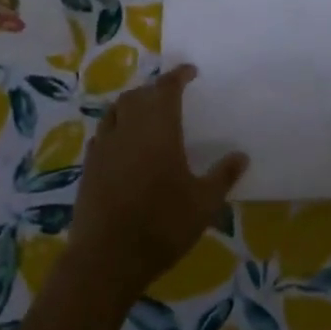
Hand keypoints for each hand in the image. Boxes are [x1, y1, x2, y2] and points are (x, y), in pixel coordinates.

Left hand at [69, 64, 247, 298]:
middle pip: (138, 95)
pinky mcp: (88, 166)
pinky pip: (102, 134)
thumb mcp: (203, 204)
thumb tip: (242, 155)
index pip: (167, 88)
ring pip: (116, 111)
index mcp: (158, 129)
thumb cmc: (162, 225)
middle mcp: (128, 128)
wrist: (107, 258)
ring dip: (132, 105)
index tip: (190, 71)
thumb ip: (223, 176)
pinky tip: (123, 144)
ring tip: (146, 114)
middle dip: (154, 89)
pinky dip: (115, 128)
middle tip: (170, 96)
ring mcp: (104, 146)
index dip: (178, 75)